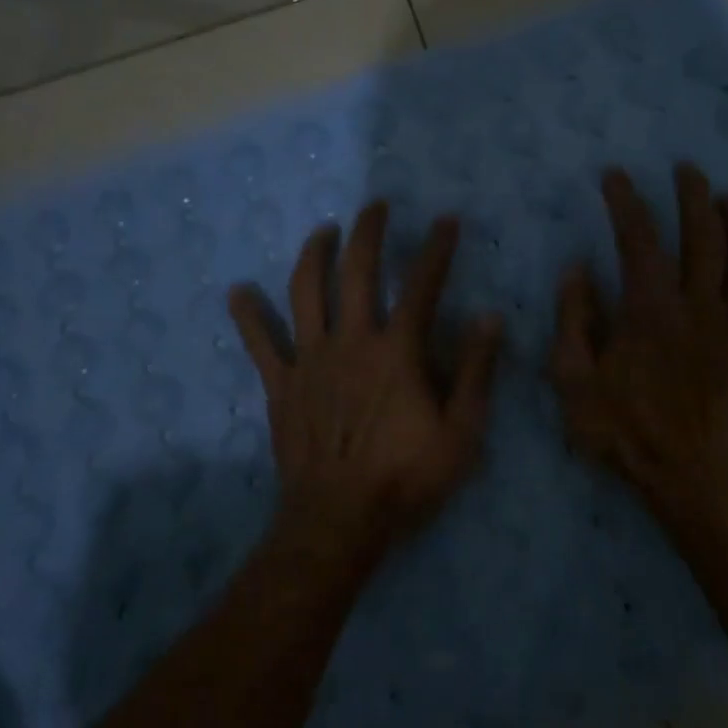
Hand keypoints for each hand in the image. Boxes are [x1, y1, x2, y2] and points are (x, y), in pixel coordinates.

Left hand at [228, 202, 503, 565]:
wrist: (339, 520)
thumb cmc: (406, 478)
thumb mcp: (461, 432)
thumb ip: (475, 371)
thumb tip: (489, 317)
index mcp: (398, 351)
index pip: (421, 285)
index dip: (436, 249)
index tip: (446, 221)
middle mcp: (352, 341)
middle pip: (356, 272)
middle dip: (367, 232)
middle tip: (375, 206)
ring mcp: (311, 360)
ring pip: (306, 293)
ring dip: (313, 255)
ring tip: (322, 231)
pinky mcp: (281, 384)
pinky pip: (260, 343)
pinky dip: (249, 316)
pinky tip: (238, 292)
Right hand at [551, 165, 727, 527]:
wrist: (694, 480)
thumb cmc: (628, 432)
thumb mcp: (575, 381)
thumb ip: (572, 321)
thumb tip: (576, 270)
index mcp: (649, 308)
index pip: (637, 238)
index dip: (626, 202)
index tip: (616, 176)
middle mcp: (699, 304)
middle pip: (701, 235)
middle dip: (693, 196)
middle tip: (687, 170)